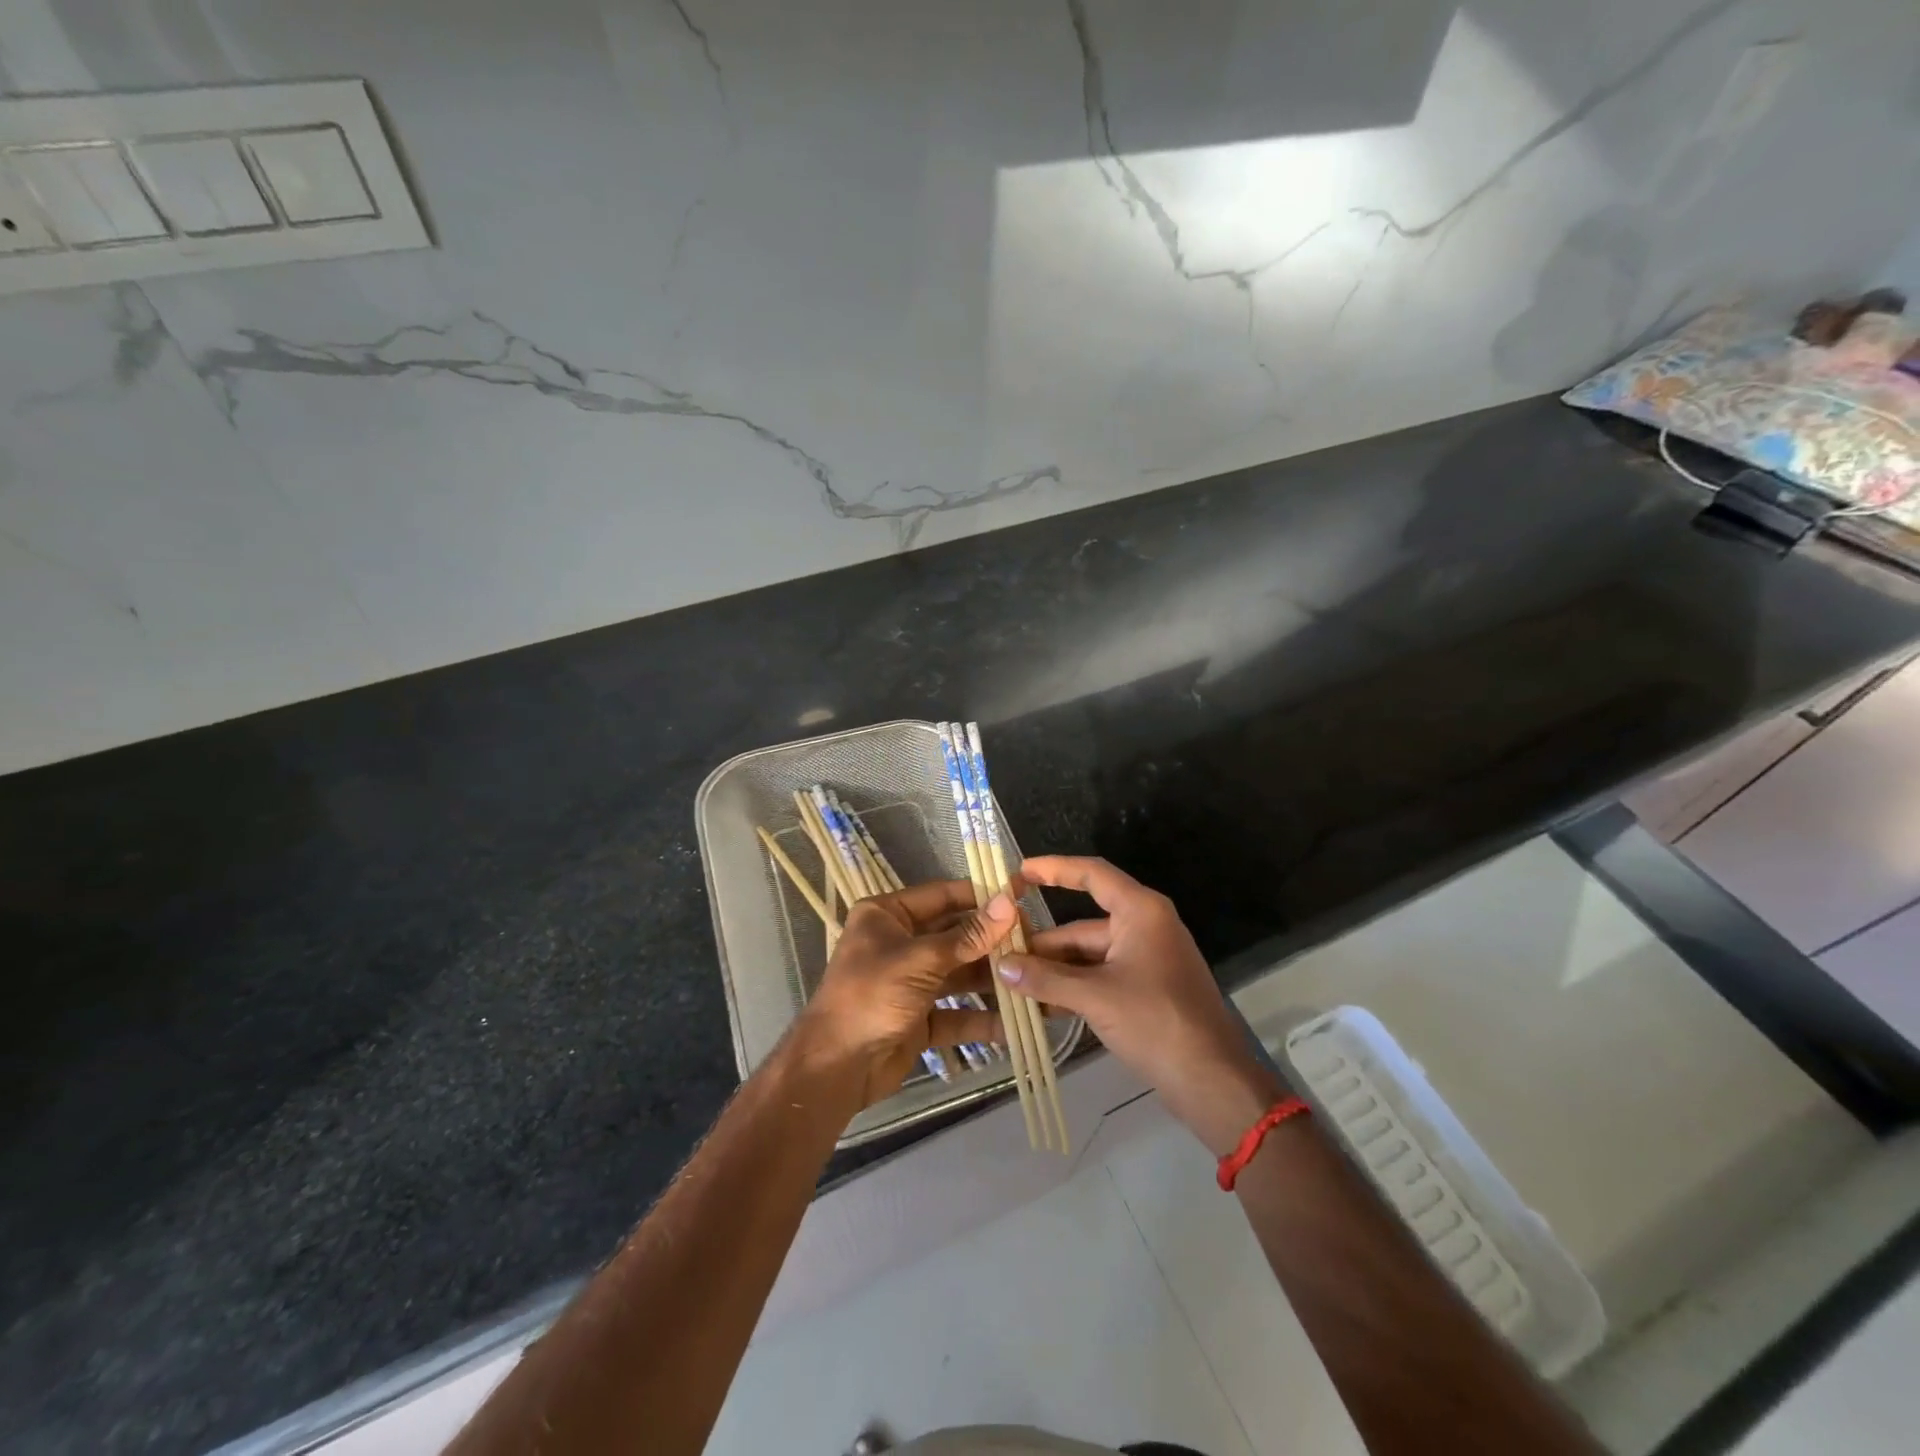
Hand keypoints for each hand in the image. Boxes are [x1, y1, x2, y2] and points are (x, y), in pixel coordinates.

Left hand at [792, 880, 1012, 1109]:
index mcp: (887, 915)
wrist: (834, 1068)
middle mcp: (899, 943)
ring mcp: (909, 983)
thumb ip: (968, 935)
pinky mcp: (918, 1019)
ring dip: (993, 980)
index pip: (943, 895)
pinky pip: (956, 1013)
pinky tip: (1015, 1024)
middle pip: (955, 935)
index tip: (1022, 898)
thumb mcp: (921, 960)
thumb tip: (1009, 902)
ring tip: (1034, 980)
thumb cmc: (871, 996)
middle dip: (993, 942)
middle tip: (1036, 943)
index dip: (982, 896)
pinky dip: (981, 1019)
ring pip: (959, 975)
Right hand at [1000, 856, 1285, 1154]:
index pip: (1092, 874)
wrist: (1212, 1080)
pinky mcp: (1146, 988)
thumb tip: (1001, 966)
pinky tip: (1040, 1004)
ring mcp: (1146, 959)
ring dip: (1055, 969)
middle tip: (1000, 953)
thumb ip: (1045, 978)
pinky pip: (1101, 976)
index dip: (1054, 869)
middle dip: (1044, 942)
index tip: (1019, 871)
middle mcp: (1144, 926)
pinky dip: (1073, 986)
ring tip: (1011, 982)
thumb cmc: (1156, 1022)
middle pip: (1083, 924)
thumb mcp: (1095, 996)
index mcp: (1140, 911)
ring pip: (1089, 954)